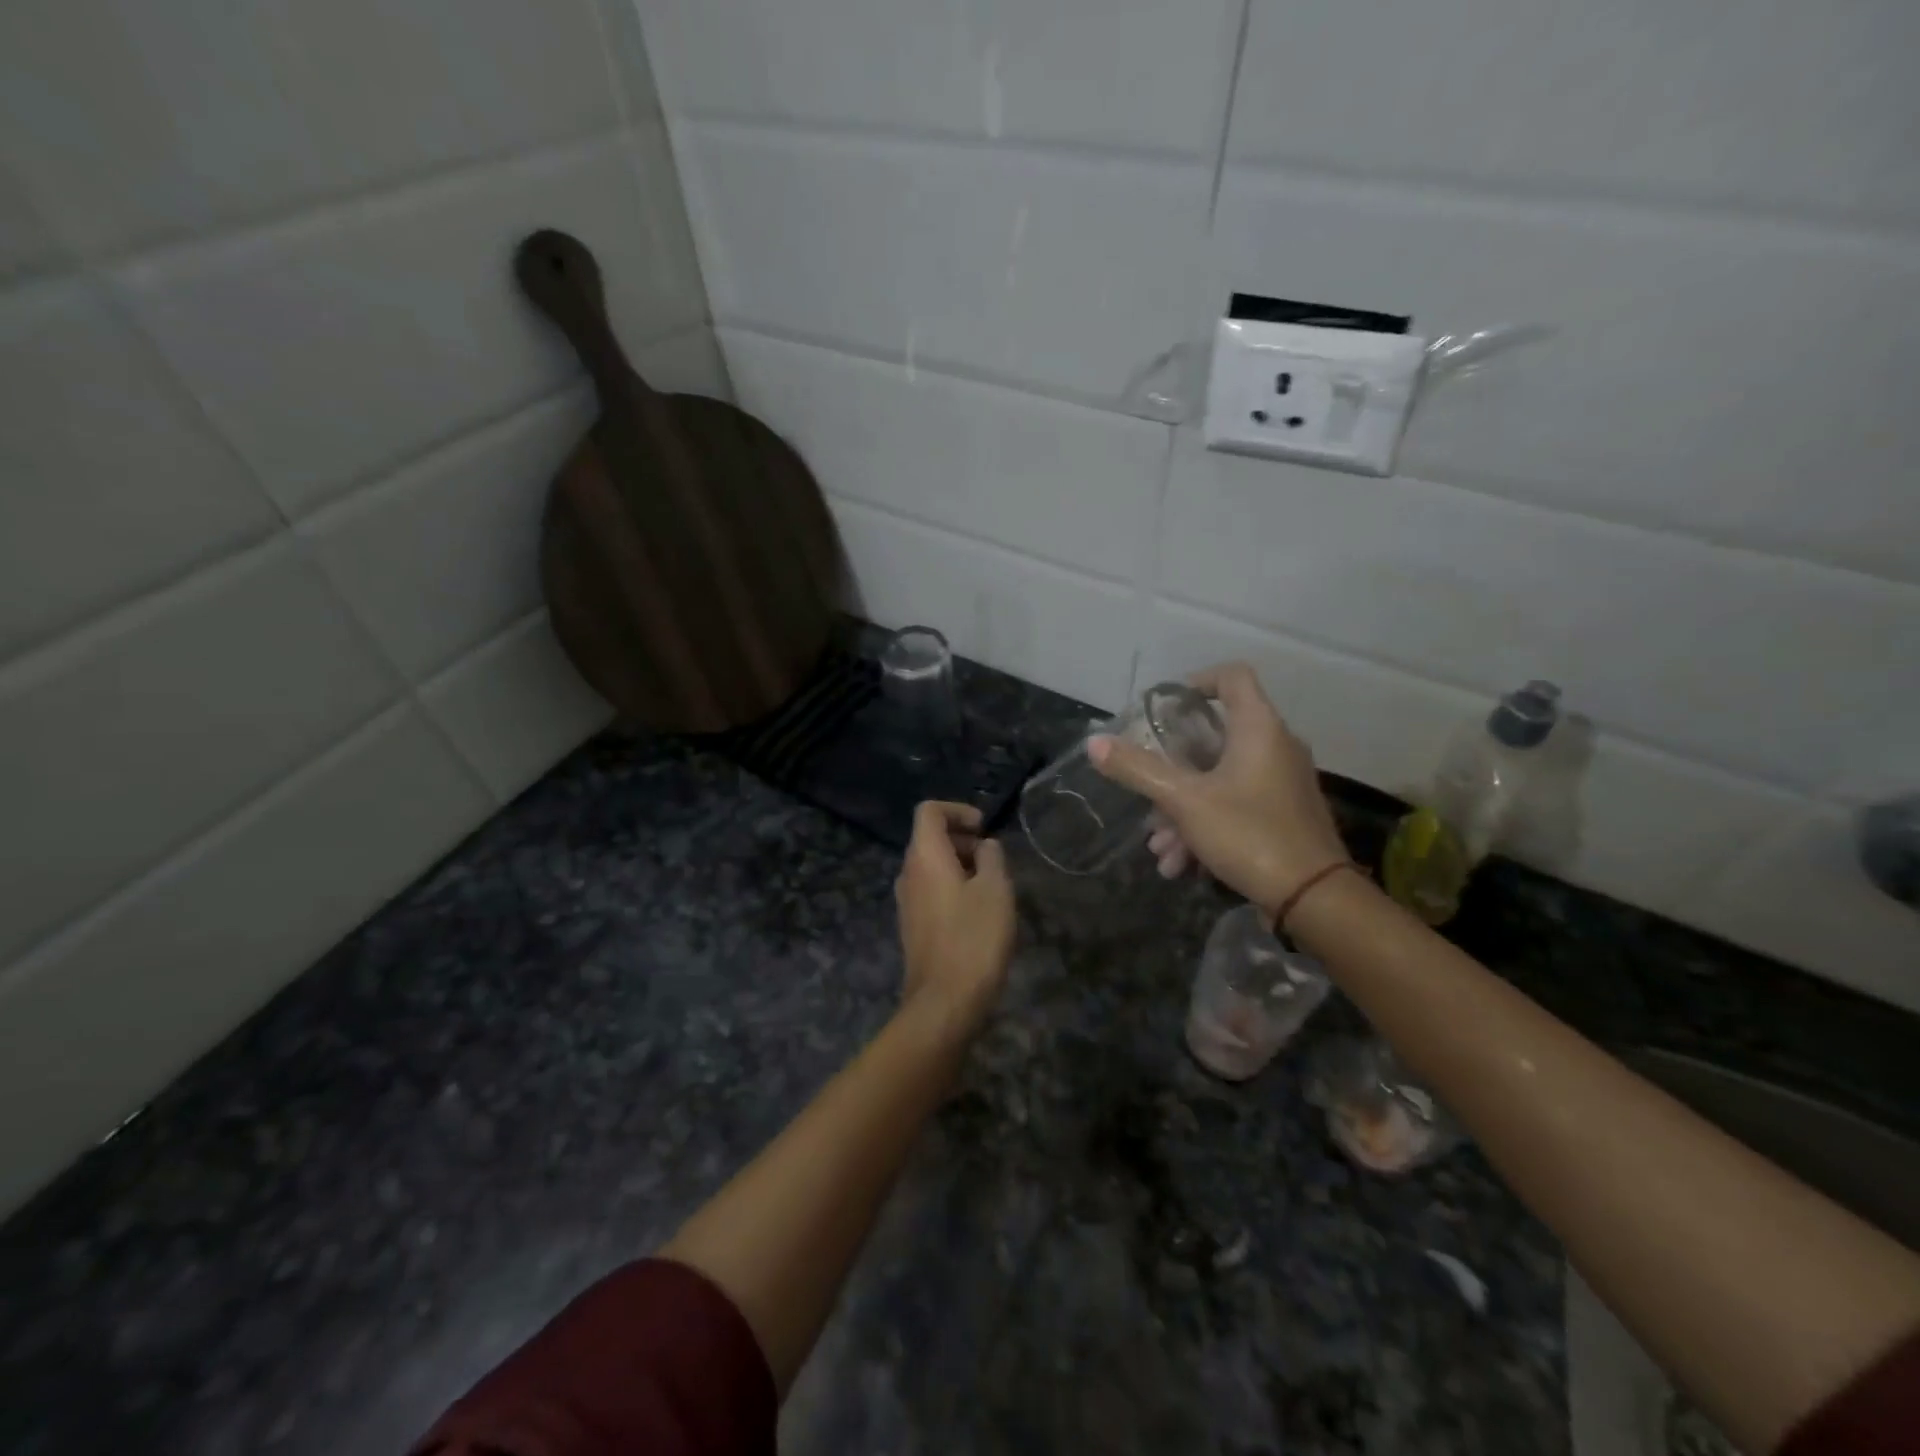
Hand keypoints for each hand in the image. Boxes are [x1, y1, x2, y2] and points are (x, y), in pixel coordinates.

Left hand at [895, 802, 1015, 1025]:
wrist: (945, 1001)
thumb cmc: (974, 937)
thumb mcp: (996, 890)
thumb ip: (992, 858)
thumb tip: (985, 846)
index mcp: (924, 856)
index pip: (929, 811)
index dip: (957, 810)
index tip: (984, 828)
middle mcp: (908, 873)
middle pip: (929, 838)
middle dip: (962, 839)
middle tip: (994, 859)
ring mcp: (906, 901)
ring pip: (931, 866)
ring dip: (960, 865)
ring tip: (992, 886)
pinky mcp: (913, 925)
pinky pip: (930, 890)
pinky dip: (952, 886)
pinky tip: (978, 912)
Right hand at [1088, 662, 1348, 918]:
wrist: (1313, 898)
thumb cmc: (1249, 834)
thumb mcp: (1184, 801)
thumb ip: (1138, 769)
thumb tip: (1094, 742)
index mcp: (1258, 728)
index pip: (1232, 676)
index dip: (1196, 682)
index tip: (1163, 709)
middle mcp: (1275, 747)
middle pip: (1214, 738)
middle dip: (1171, 770)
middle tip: (1148, 793)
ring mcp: (1281, 782)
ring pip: (1219, 780)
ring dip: (1182, 809)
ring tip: (1159, 848)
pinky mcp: (1283, 813)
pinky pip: (1235, 805)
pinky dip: (1205, 825)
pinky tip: (1180, 864)